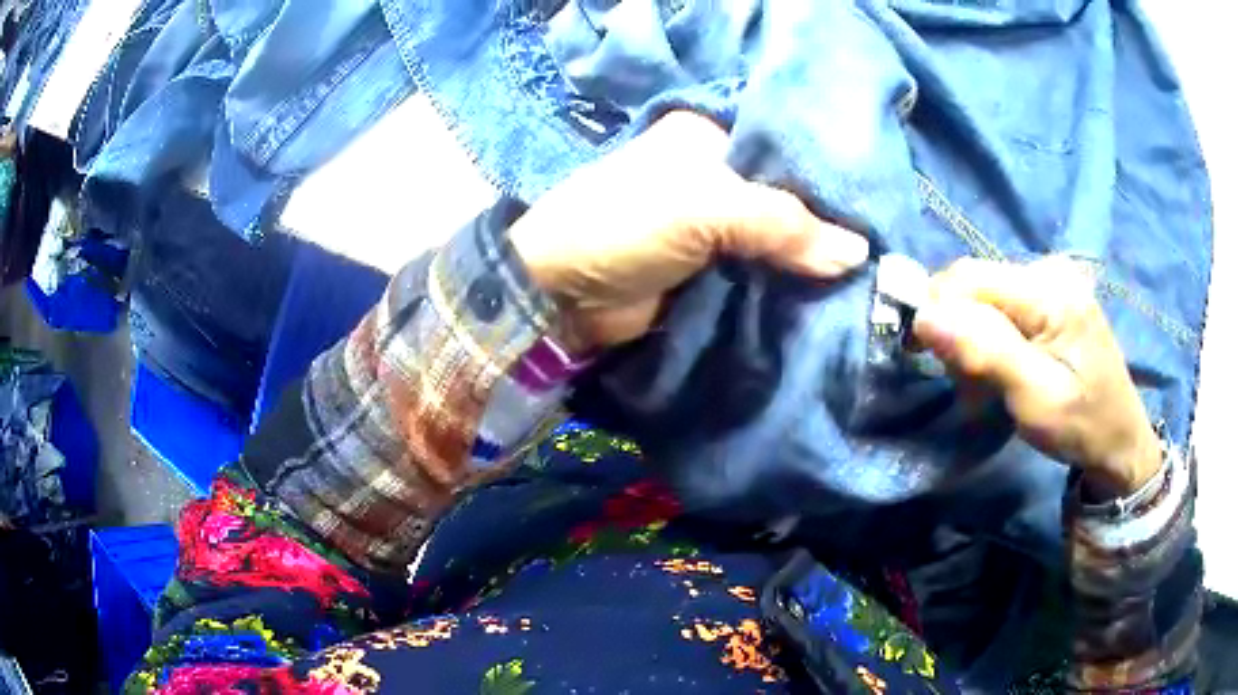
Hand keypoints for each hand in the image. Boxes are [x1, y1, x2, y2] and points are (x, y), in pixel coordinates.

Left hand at [510, 111, 868, 351]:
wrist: (562, 294)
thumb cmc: (624, 225)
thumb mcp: (705, 208)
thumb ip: (783, 225)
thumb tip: (857, 254)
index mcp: (707, 138)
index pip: (783, 149)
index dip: (827, 177)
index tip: (876, 204)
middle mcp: (713, 174)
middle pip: (783, 198)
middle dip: (823, 225)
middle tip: (877, 250)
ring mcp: (710, 224)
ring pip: (775, 239)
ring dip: (808, 261)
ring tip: (864, 279)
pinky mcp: (708, 269)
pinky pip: (759, 274)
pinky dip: (786, 286)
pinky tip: (827, 297)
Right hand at [912, 257, 1161, 496]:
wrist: (1119, 440)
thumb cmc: (1081, 426)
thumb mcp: (1035, 399)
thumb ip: (986, 353)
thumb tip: (925, 317)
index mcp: (1050, 290)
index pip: (969, 278)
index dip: (936, 310)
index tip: (922, 357)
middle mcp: (1048, 271)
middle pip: (974, 283)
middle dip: (955, 330)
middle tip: (964, 385)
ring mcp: (1051, 282)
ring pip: (983, 296)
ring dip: (970, 340)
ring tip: (982, 387)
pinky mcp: (1050, 298)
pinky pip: (1000, 307)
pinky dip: (988, 341)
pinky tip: (999, 370)